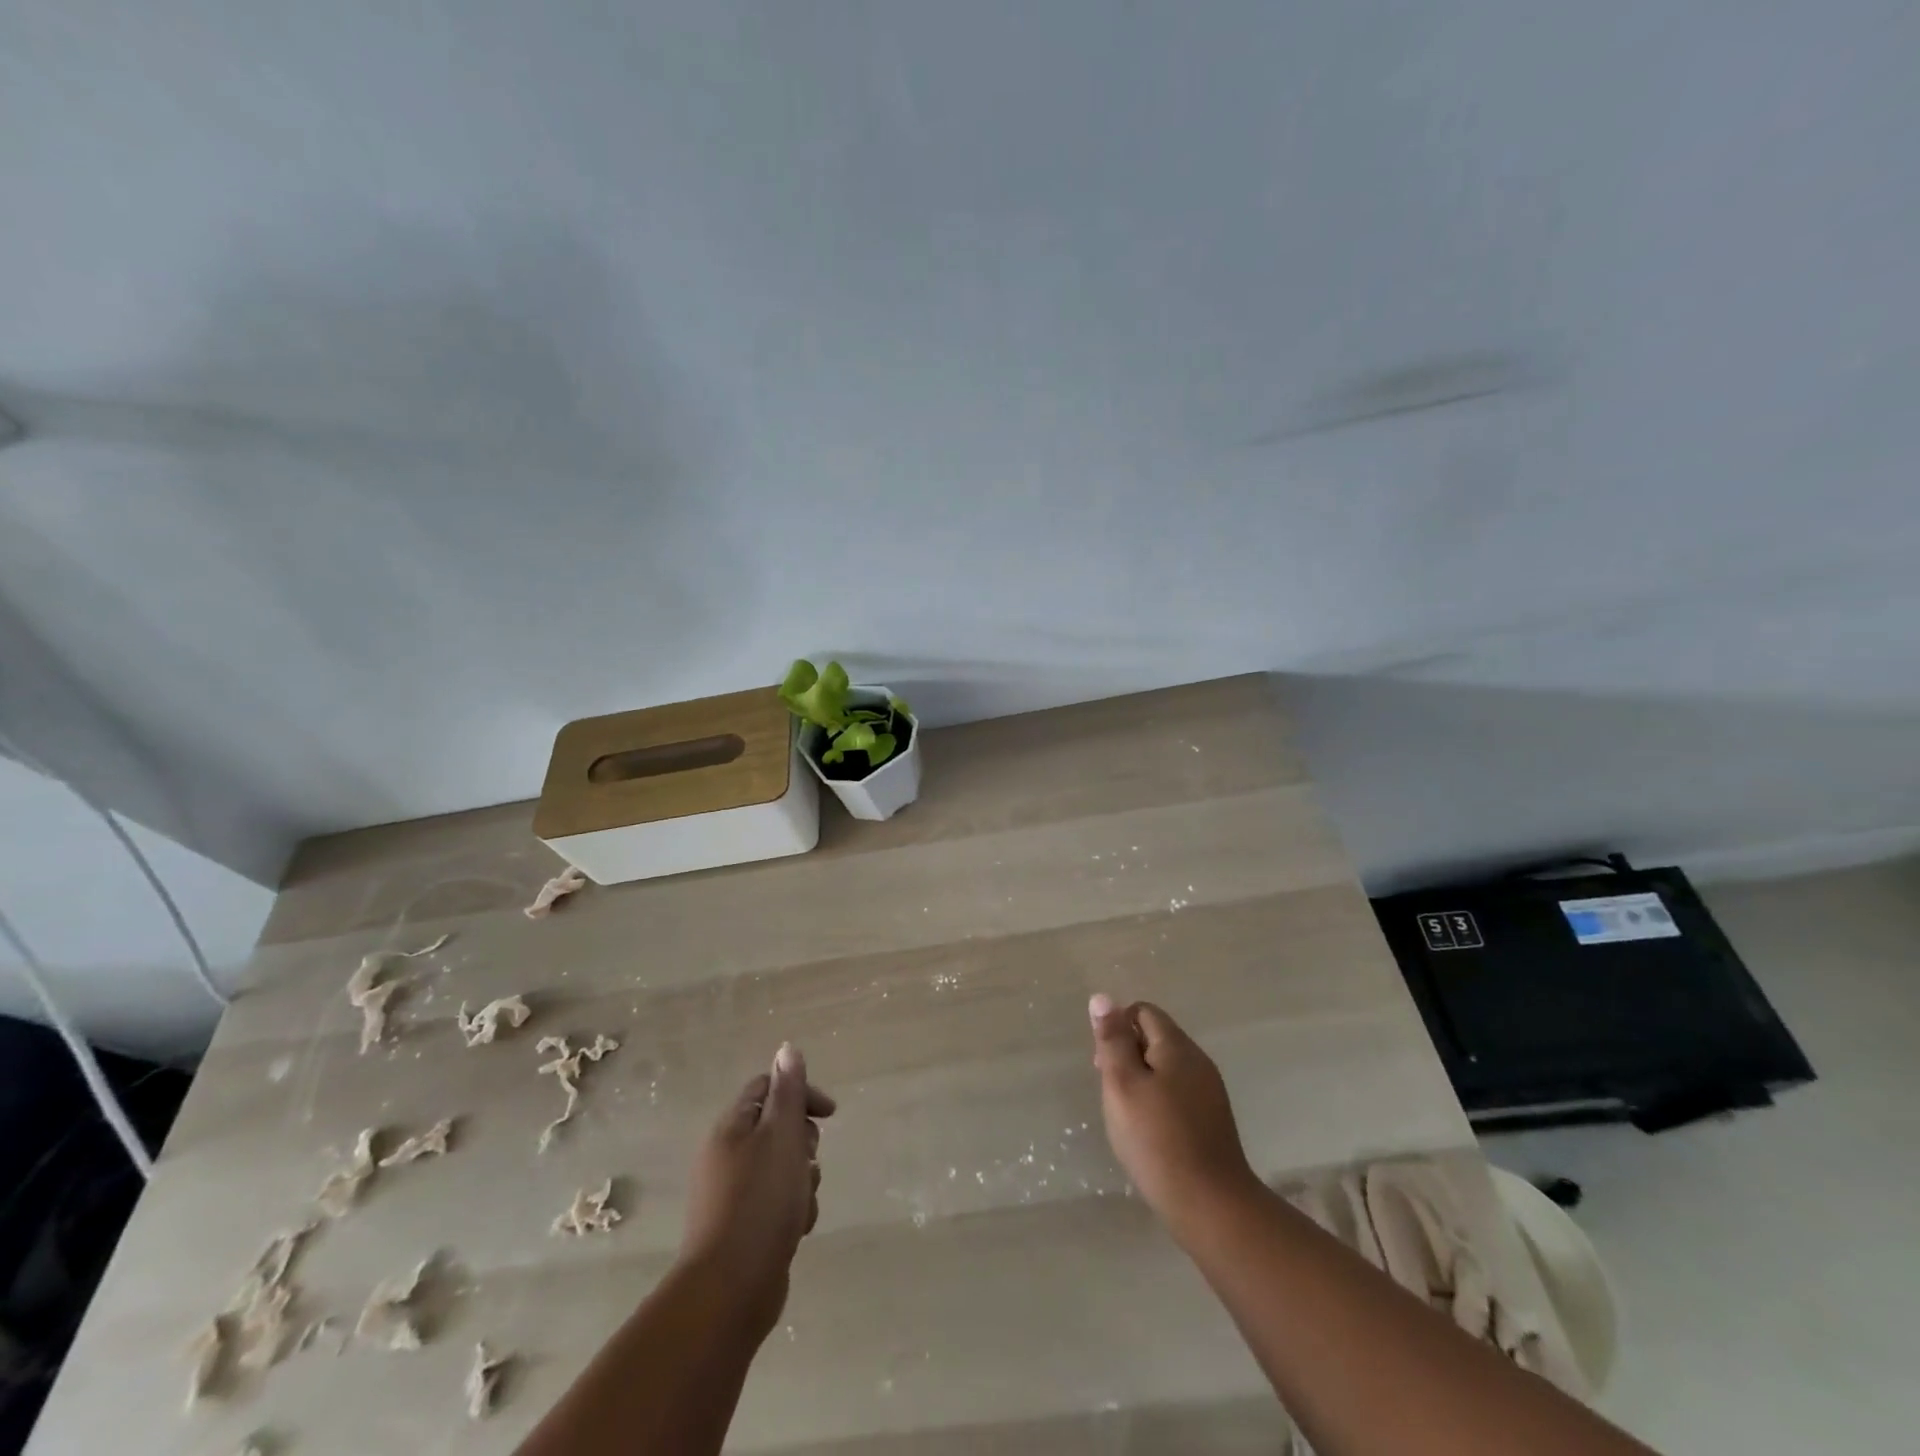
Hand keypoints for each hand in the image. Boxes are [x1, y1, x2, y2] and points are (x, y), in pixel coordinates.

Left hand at [680, 1042, 835, 1335]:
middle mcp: (727, 1155)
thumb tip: (787, 1048)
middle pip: (778, 1128)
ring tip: (803, 1201)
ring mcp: (733, 1193)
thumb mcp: (781, 1136)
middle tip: (808, 1161)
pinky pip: (777, 1202)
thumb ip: (788, 1091)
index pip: (767, 1088)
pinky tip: (797, 1228)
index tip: (828, 1114)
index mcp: (732, 1128)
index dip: (800, 1094)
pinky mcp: (743, 1227)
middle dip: (803, 1142)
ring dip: (803, 1179)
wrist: (730, 1290)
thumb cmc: (760, 1202)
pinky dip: (793, 1209)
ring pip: (783, 1167)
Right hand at [1089, 994, 1261, 1240]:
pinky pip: (1179, 1093)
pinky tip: (1151, 1133)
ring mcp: (1210, 1091)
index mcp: (1177, 1046)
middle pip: (1155, 1038)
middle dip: (1128, 1055)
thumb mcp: (1123, 1084)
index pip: (1143, 1012)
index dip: (1117, 1029)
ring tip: (1127, 1116)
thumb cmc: (1157, 1139)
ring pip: (1166, 1068)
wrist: (1211, 1206)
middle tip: (1112, 1093)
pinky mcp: (1213, 1120)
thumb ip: (1112, 1040)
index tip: (1104, 1065)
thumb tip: (1103, 998)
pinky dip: (1159, 1102)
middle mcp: (1198, 1061)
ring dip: (1142, 1081)